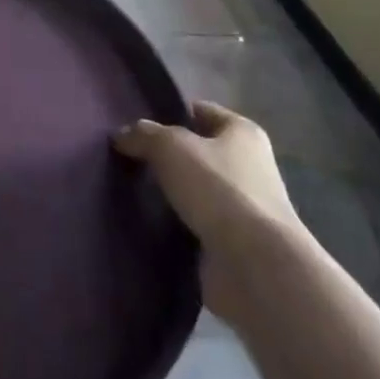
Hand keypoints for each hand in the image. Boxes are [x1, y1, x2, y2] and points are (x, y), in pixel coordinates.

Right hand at [113, 101, 301, 323]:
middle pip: (197, 152)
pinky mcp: (234, 244)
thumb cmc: (219, 190)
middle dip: (165, 157)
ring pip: (194, 190)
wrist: (256, 267)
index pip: (200, 111)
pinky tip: (146, 223)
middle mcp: (249, 166)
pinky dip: (174, 225)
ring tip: (129, 190)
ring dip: (169, 194)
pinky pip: (195, 224)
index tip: (135, 124)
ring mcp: (243, 208)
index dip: (169, 113)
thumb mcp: (171, 147)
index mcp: (243, 133)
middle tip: (126, 158)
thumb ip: (144, 135)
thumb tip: (123, 135)